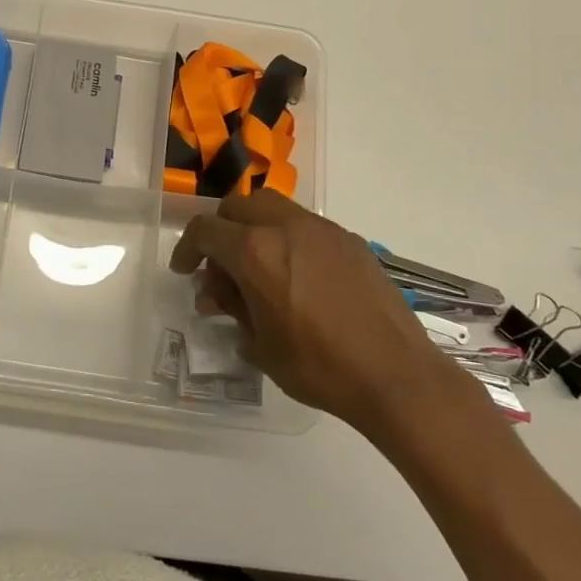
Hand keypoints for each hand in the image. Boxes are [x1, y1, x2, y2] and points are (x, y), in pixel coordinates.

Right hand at [170, 190, 465, 443]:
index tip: (185, 270)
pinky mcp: (348, 239)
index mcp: (254, 251)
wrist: (395, 374)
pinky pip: (304, 225)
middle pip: (237, 206)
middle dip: (220, 230)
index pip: (205, 230)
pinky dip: (287, 238)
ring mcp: (320, 228)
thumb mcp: (260, 345)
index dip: (187, 248)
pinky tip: (297, 276)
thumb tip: (219, 295)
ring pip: (272, 207)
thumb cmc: (319, 366)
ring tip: (257, 266)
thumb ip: (233, 309)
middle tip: (220, 267)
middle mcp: (284, 227)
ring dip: (254, 228)